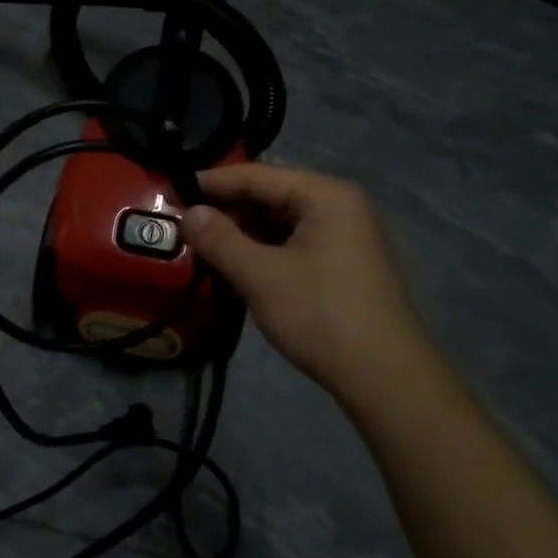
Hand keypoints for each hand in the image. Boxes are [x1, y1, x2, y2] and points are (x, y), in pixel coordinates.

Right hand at [180, 165, 421, 403]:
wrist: (388, 383)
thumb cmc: (323, 316)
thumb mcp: (262, 276)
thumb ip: (220, 239)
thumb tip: (187, 213)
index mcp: (325, 195)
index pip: (256, 175)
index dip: (210, 182)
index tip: (169, 191)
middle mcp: (338, 206)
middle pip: (269, 195)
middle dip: (224, 209)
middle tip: (180, 222)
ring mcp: (344, 236)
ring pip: (279, 222)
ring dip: (241, 232)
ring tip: (199, 244)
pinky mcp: (342, 265)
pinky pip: (292, 244)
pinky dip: (261, 251)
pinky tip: (233, 265)